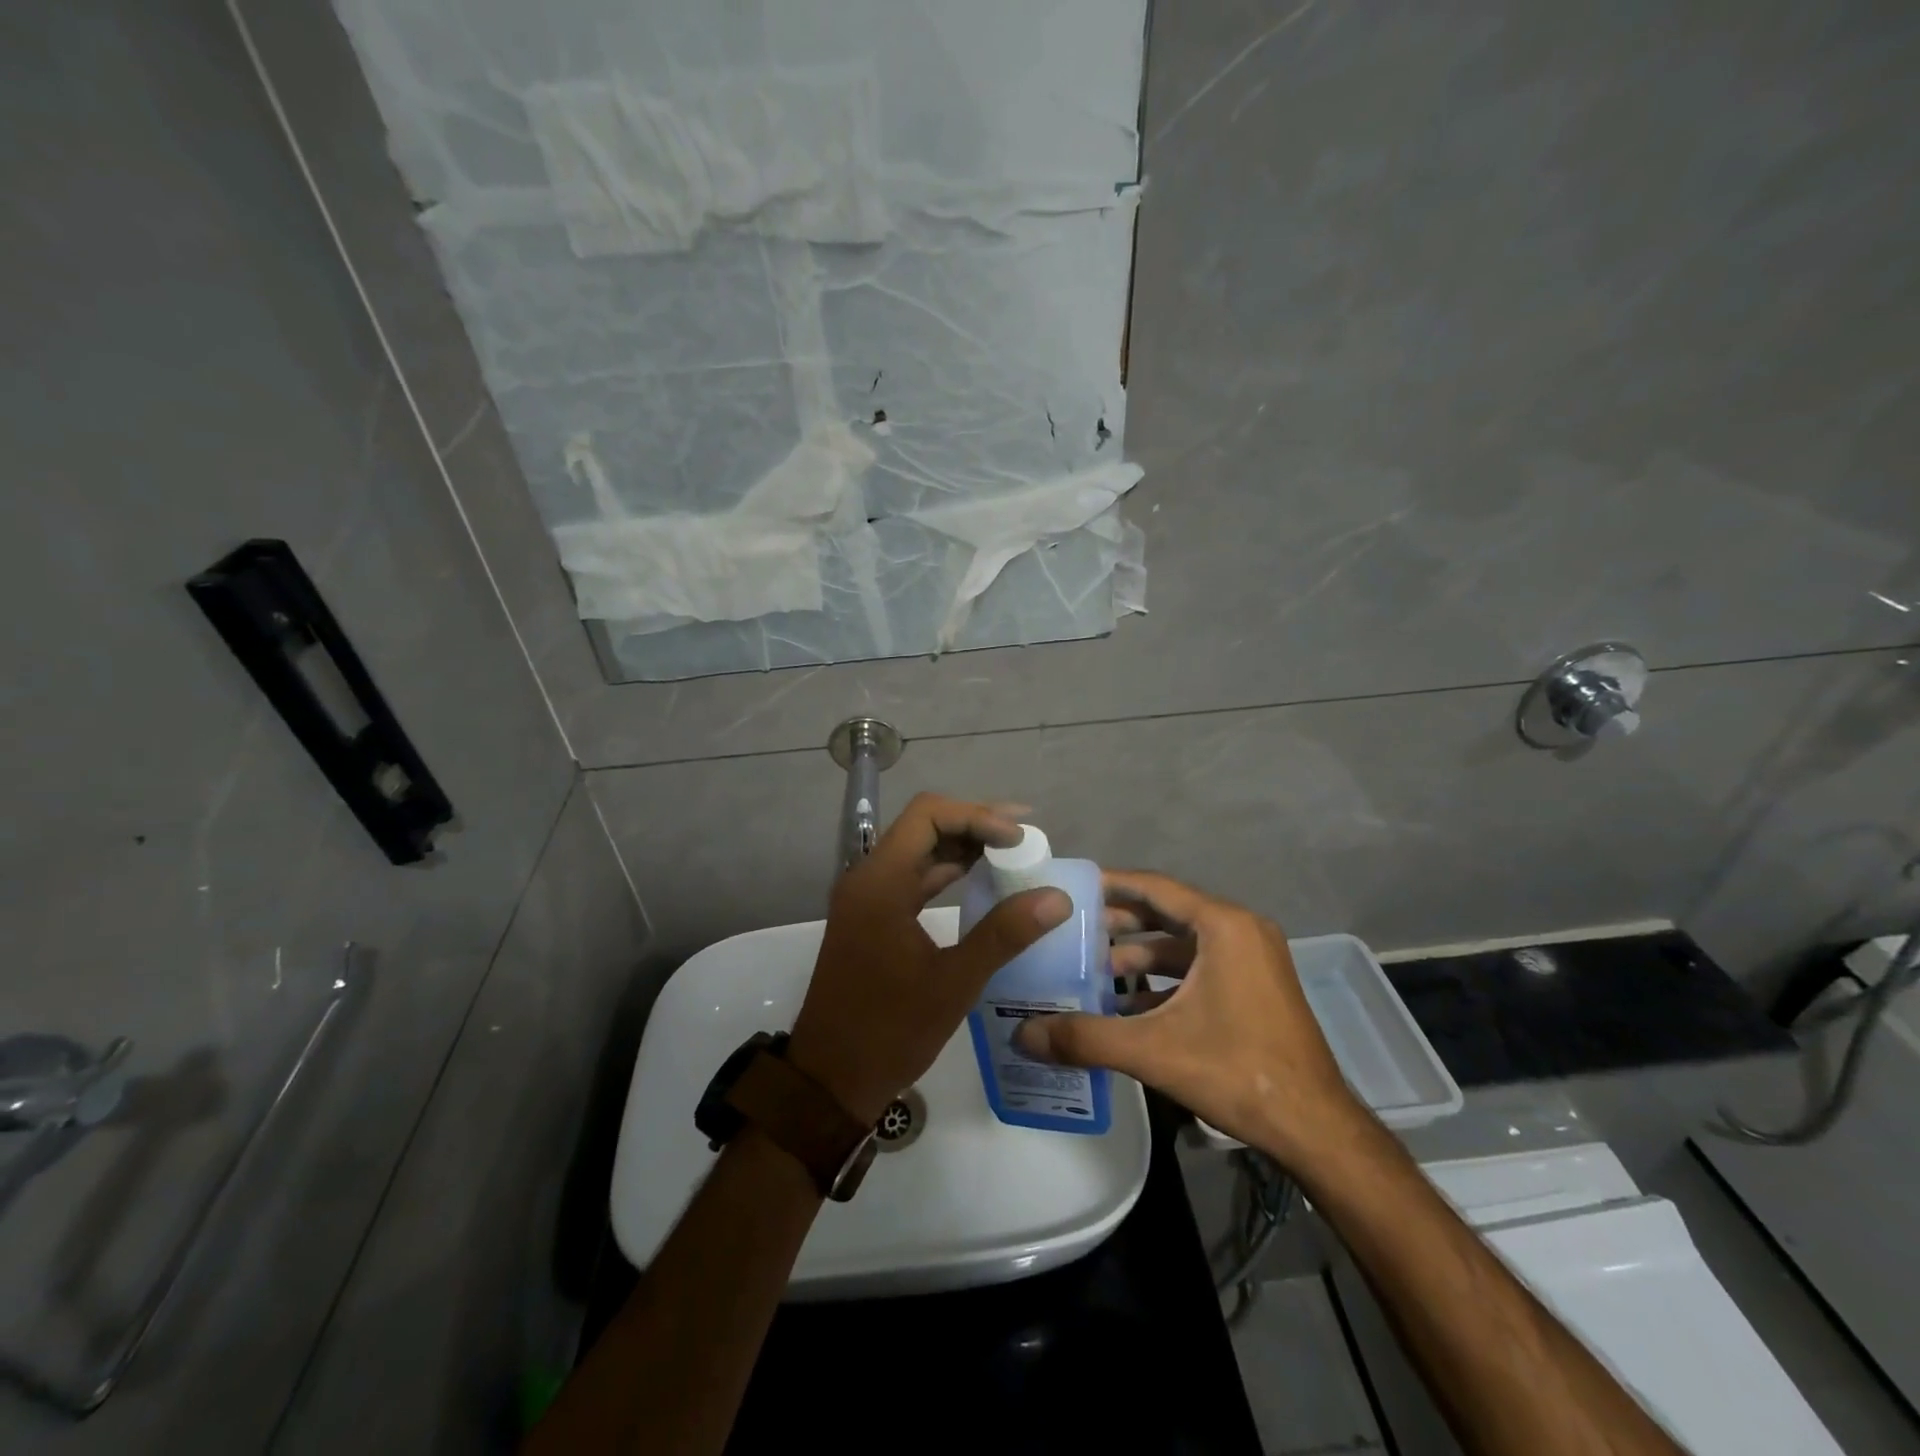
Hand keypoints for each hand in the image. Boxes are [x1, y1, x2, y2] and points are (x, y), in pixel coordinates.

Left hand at [786, 793, 1070, 1123]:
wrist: (830, 1079)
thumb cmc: (888, 1031)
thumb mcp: (953, 983)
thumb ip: (1004, 934)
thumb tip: (1057, 897)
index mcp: (880, 882)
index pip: (928, 816)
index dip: (977, 816)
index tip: (1019, 838)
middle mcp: (868, 878)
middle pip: (924, 827)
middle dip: (974, 824)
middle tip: (1025, 837)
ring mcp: (868, 898)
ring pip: (919, 851)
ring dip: (962, 847)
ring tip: (1013, 854)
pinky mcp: (873, 918)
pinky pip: (913, 878)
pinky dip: (947, 872)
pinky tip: (982, 882)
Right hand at [1012, 870, 1367, 1172]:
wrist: (1315, 1129)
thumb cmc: (1237, 1071)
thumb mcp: (1153, 1050)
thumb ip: (1085, 1038)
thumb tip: (1022, 1035)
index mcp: (1224, 926)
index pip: (1155, 887)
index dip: (1111, 884)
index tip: (1071, 887)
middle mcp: (1241, 931)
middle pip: (1167, 912)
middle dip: (1119, 921)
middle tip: (1073, 930)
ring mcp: (1252, 960)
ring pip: (1182, 943)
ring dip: (1139, 954)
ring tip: (1093, 969)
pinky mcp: (1255, 987)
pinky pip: (1199, 967)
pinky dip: (1163, 979)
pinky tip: (1127, 1004)